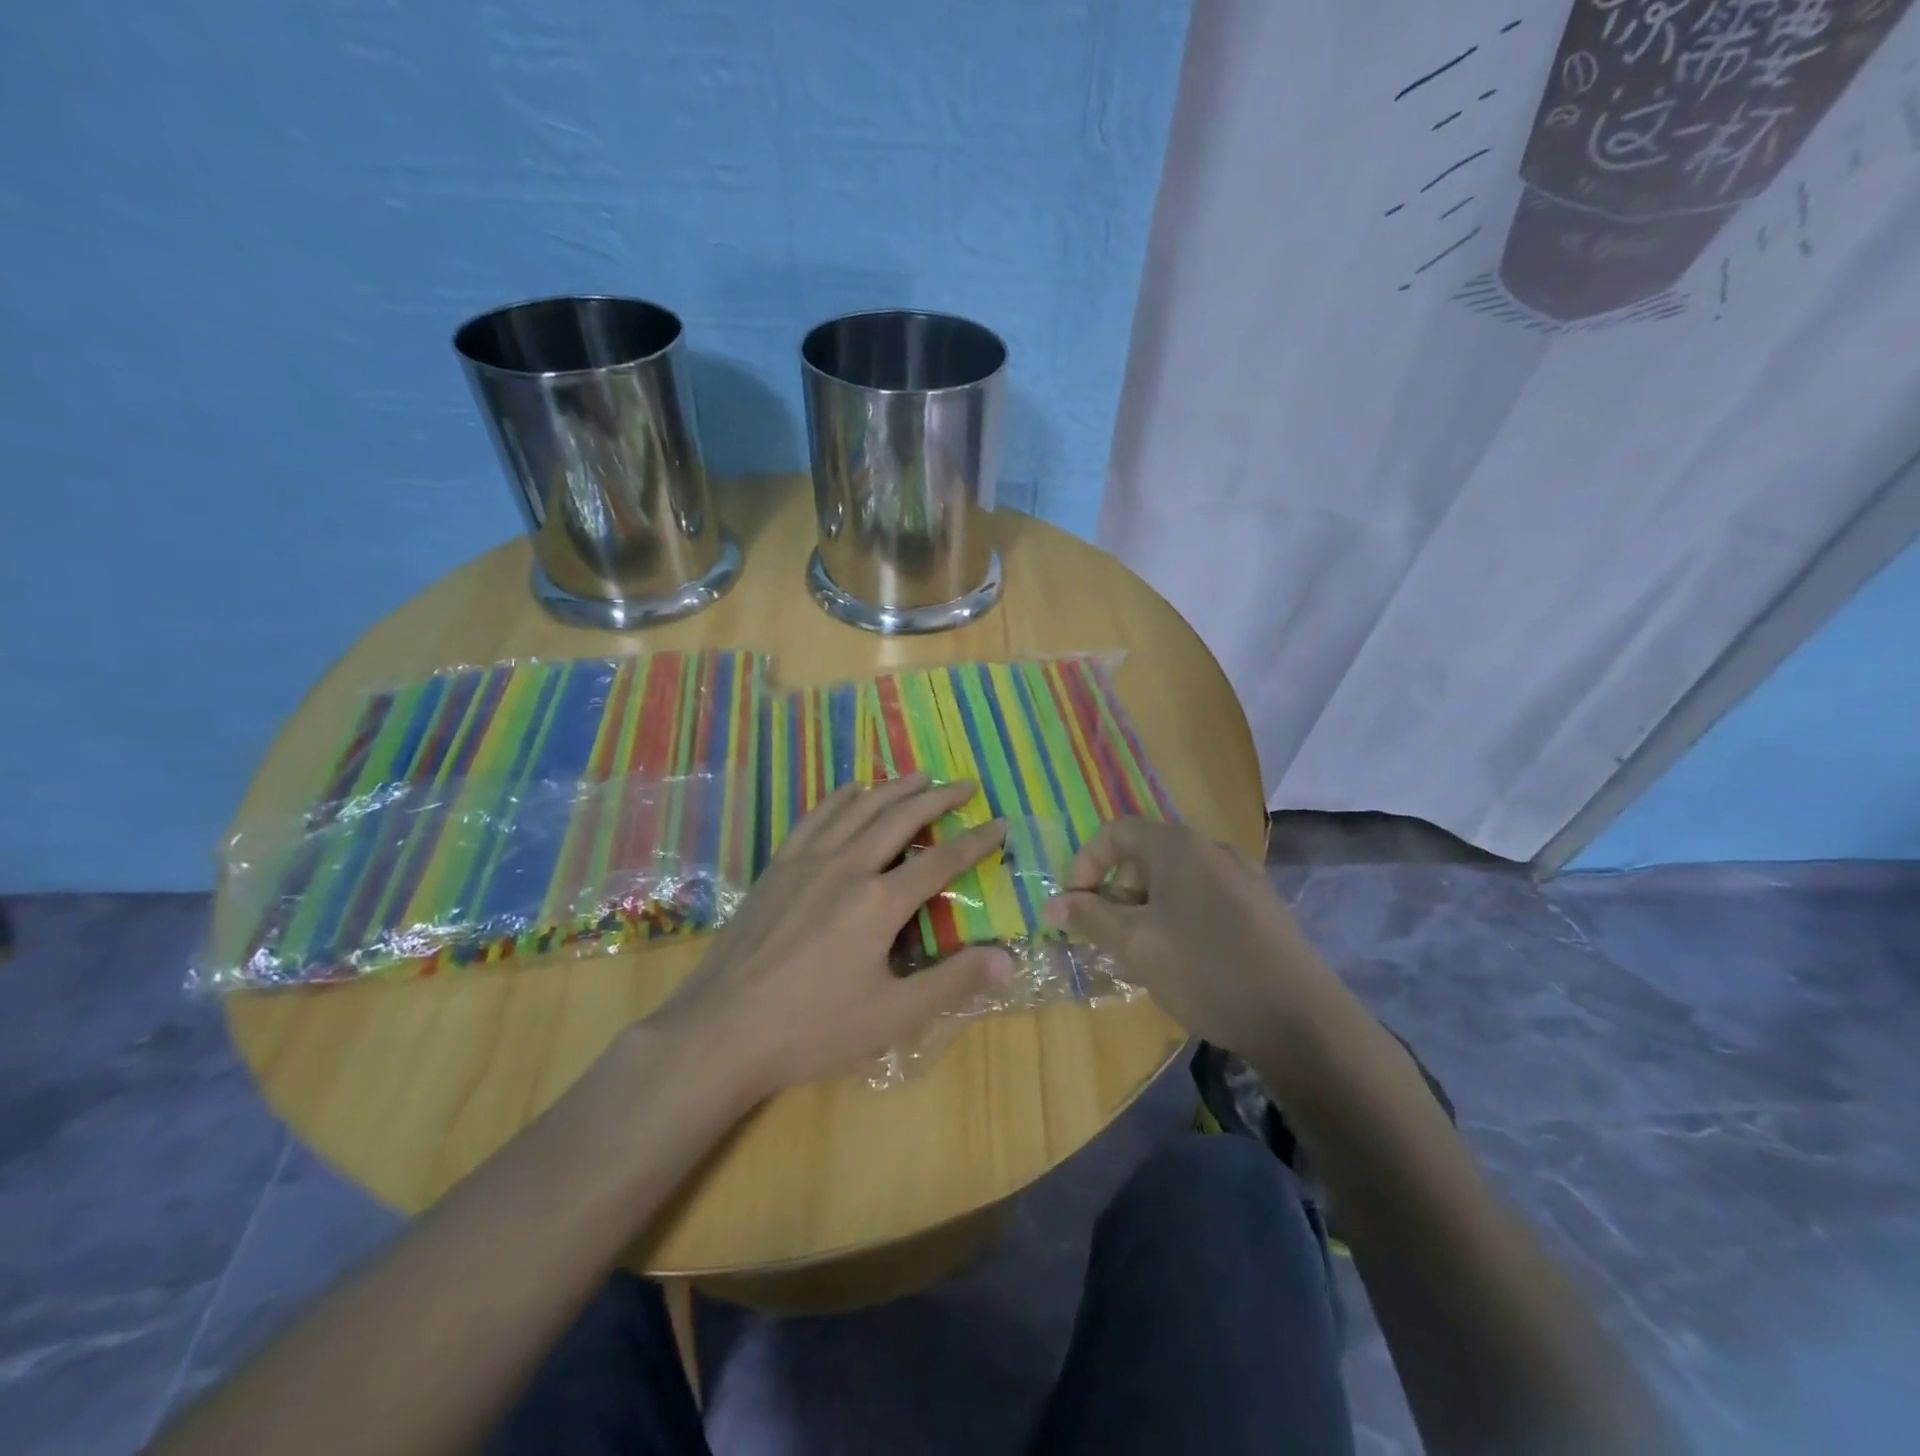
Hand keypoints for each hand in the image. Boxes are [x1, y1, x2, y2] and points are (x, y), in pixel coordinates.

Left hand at [654, 774, 1011, 1100]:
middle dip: (938, 798)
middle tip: (965, 784)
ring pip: (859, 808)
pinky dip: (841, 797)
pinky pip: (815, 817)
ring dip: (894, 788)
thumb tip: (1009, 959)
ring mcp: (807, 861)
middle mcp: (847, 866)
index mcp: (879, 901)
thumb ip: (953, 982)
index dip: (976, 841)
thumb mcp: (892, 1015)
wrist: (722, 1030)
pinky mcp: (778, 867)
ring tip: (920, 777)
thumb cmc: (812, 1028)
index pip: (941, 860)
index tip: (1000, 823)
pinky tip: (852, 790)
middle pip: (901, 817)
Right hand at [1043, 818, 1342, 1054]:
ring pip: (1174, 882)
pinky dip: (1178, 919)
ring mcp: (1243, 878)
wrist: (1302, 1021)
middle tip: (1108, 939)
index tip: (1075, 906)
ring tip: (1142, 957)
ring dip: (1145, 911)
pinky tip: (1183, 964)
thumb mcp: (1136, 945)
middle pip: (1145, 857)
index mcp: (1179, 846)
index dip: (1086, 864)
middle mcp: (1212, 850)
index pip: (1116, 832)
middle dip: (1116, 894)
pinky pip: (1203, 900)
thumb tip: (1052, 903)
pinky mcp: (1261, 908)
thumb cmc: (1206, 970)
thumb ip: (1090, 919)